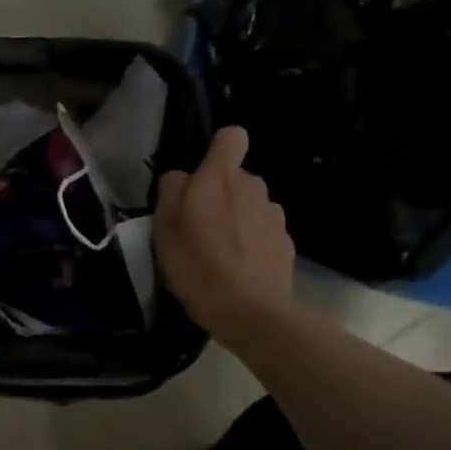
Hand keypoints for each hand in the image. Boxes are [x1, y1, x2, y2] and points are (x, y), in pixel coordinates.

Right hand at [154, 126, 295, 346]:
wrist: (250, 312)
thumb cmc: (198, 264)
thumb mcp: (164, 227)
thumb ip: (171, 191)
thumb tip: (181, 177)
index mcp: (222, 177)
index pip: (231, 137)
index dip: (217, 150)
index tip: (202, 176)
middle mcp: (254, 187)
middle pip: (237, 178)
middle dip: (221, 194)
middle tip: (198, 228)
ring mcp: (274, 216)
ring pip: (251, 206)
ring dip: (237, 220)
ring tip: (218, 254)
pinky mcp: (286, 244)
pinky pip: (263, 233)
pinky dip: (251, 245)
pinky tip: (238, 271)